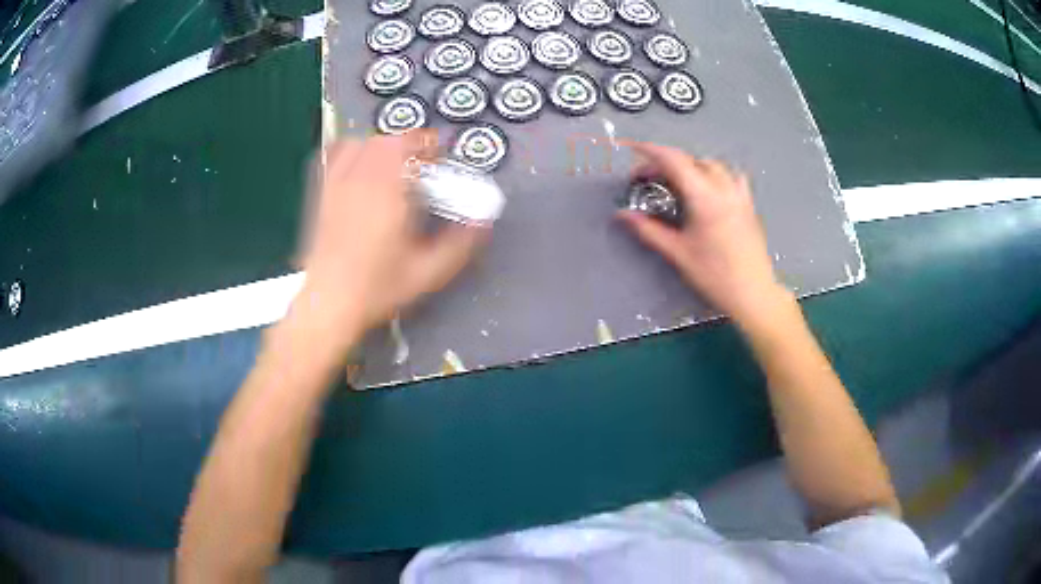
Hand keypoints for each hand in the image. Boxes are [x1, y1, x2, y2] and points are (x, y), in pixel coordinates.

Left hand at [290, 131, 489, 351]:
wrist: (328, 303)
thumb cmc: (376, 288)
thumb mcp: (427, 272)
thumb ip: (460, 245)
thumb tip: (484, 221)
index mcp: (389, 191)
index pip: (409, 145)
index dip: (428, 144)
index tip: (439, 157)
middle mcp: (361, 179)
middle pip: (386, 140)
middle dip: (408, 144)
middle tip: (421, 164)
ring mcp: (337, 184)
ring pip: (360, 143)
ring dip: (381, 145)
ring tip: (393, 163)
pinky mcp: (321, 194)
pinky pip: (335, 156)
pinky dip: (351, 151)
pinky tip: (358, 164)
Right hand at [618, 142, 786, 322]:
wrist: (753, 294)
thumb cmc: (714, 275)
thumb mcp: (677, 253)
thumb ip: (649, 230)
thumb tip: (622, 215)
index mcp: (704, 197)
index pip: (674, 161)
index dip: (651, 152)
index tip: (633, 150)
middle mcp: (723, 188)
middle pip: (691, 160)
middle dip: (666, 162)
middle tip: (647, 179)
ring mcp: (739, 195)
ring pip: (712, 165)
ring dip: (690, 165)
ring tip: (676, 181)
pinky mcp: (748, 205)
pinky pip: (731, 177)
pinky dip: (715, 174)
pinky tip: (710, 187)